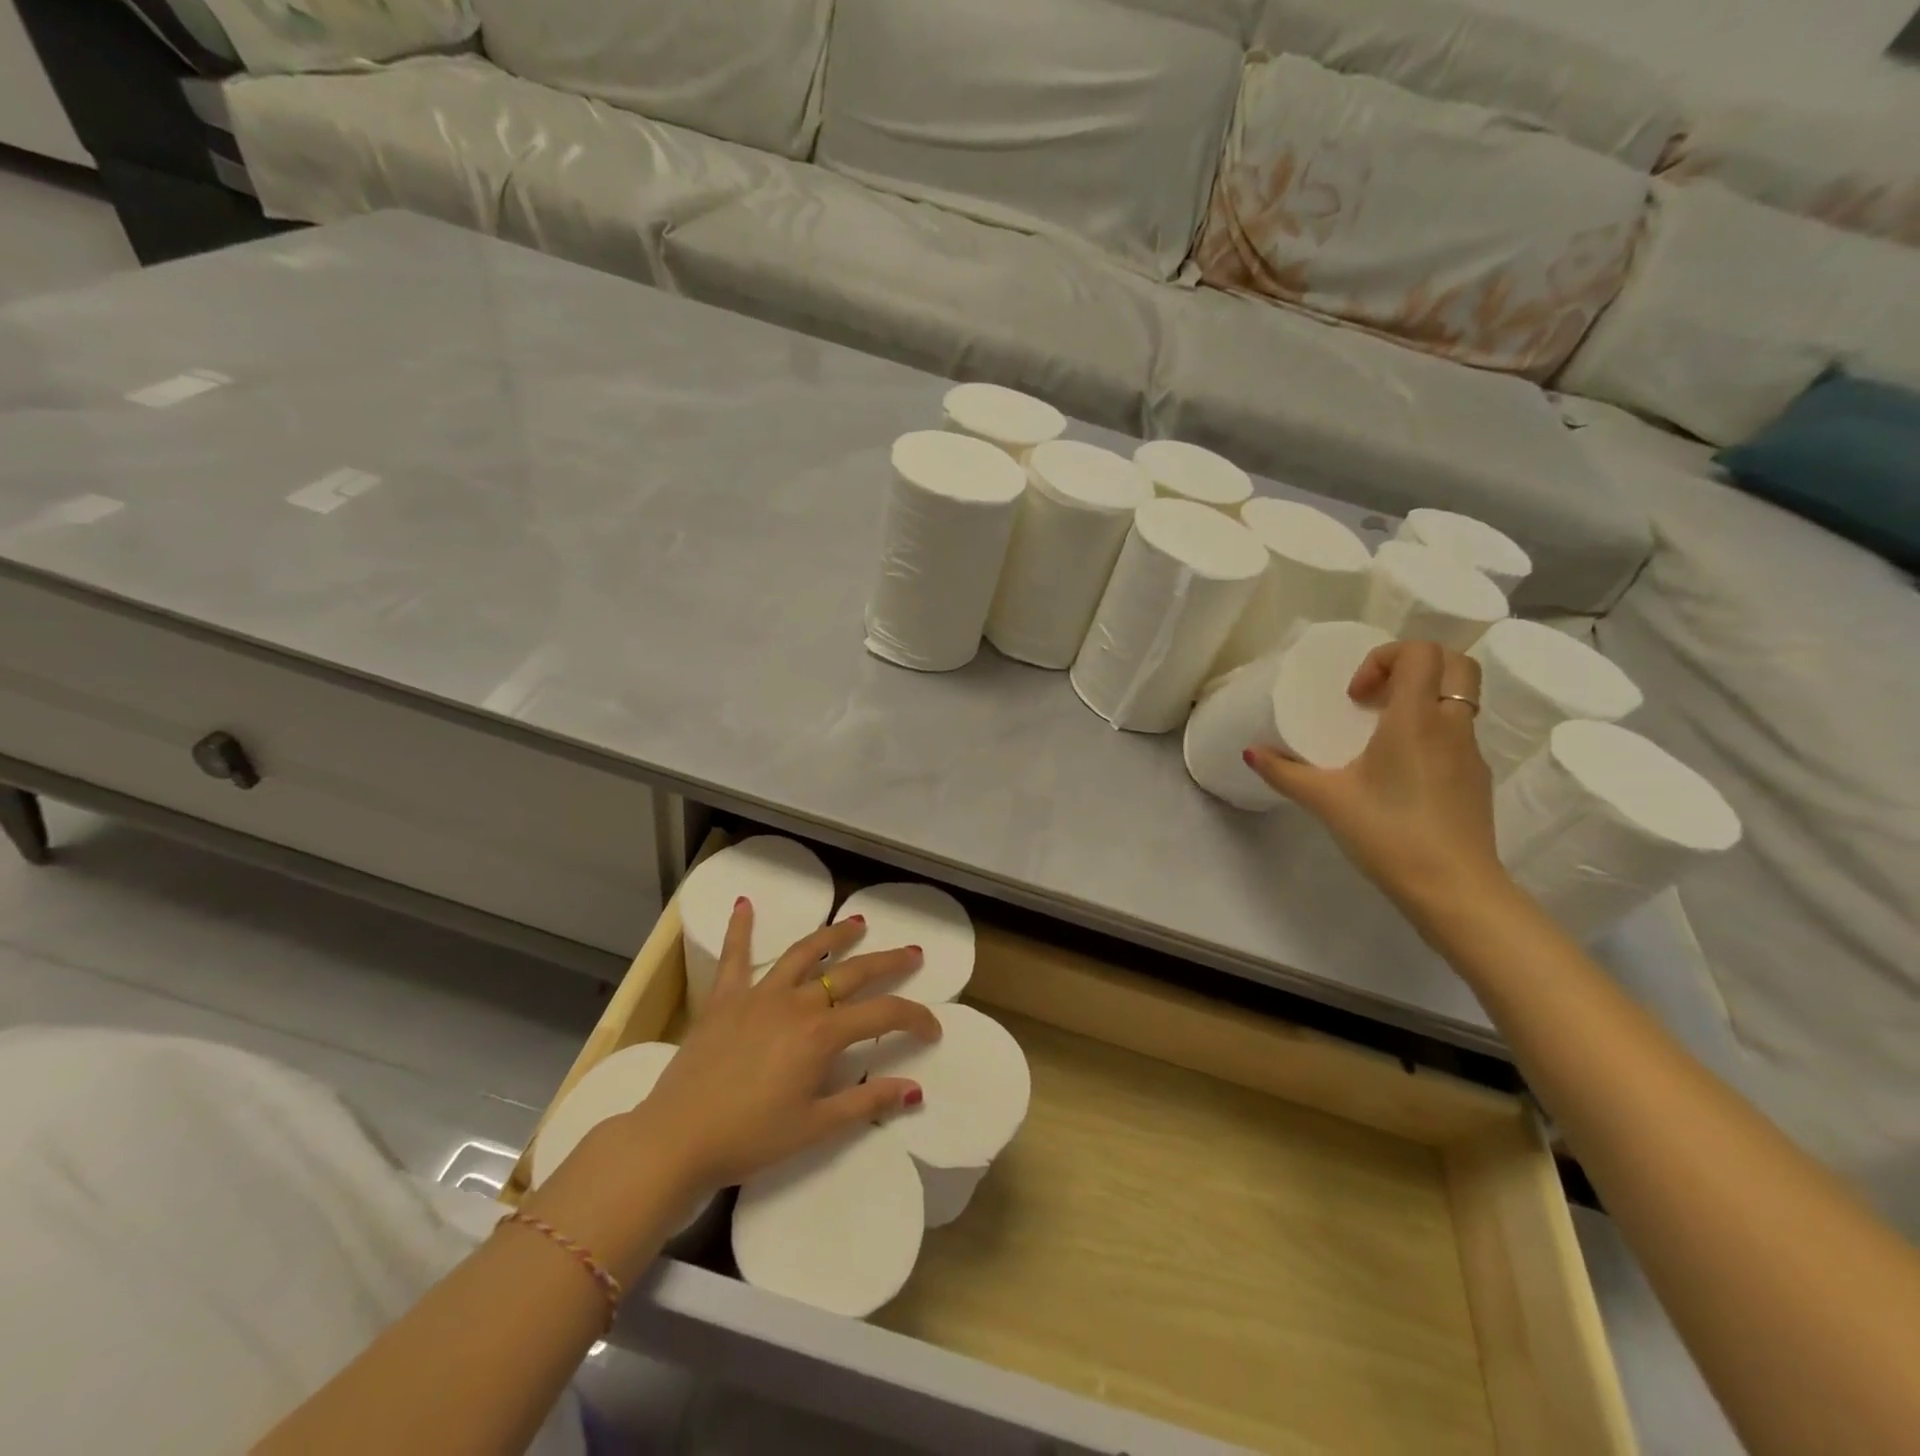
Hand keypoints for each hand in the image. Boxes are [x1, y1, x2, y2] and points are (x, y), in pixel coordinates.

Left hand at [632, 904, 939, 1191]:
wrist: (676, 1140)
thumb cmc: (749, 1138)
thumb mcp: (814, 1127)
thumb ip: (865, 1103)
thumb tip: (914, 1090)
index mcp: (821, 1035)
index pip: (883, 1015)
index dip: (914, 1018)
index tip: (932, 1030)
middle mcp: (796, 1003)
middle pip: (851, 972)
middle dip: (887, 962)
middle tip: (912, 953)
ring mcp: (758, 995)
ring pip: (804, 953)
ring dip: (833, 936)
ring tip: (857, 923)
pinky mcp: (724, 999)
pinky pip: (735, 957)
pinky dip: (740, 928)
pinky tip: (745, 903)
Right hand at [1246, 640, 1512, 928]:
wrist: (1454, 888)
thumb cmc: (1387, 833)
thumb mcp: (1325, 801)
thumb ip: (1284, 772)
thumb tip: (1251, 752)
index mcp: (1416, 719)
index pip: (1420, 652)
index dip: (1384, 659)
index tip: (1355, 697)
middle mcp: (1451, 725)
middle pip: (1455, 663)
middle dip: (1414, 666)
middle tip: (1375, 698)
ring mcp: (1471, 753)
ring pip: (1460, 699)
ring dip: (1423, 700)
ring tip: (1382, 735)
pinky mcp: (1477, 779)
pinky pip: (1459, 735)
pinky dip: (1432, 733)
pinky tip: (1401, 772)